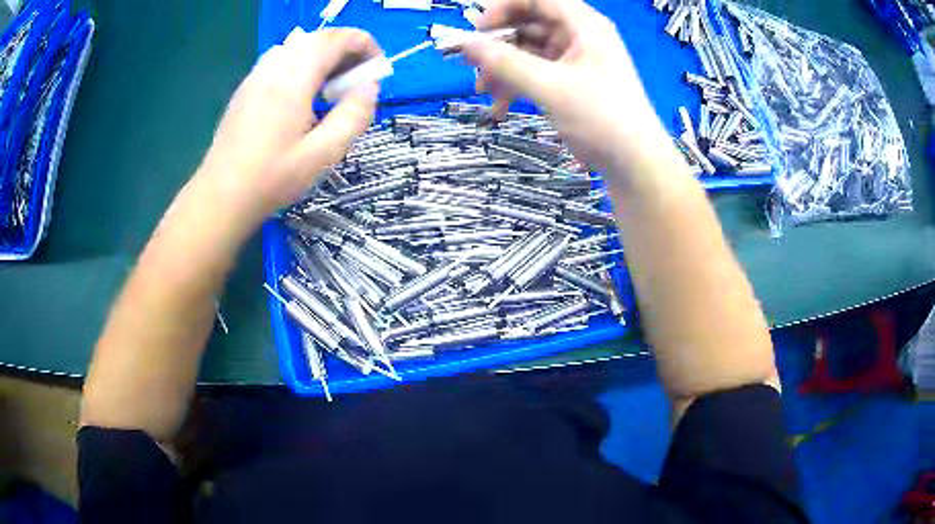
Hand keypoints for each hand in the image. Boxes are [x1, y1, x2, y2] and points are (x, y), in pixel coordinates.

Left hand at [199, 28, 380, 225]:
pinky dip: (302, 64)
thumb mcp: (322, 154)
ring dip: (323, 56)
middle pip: (317, 39)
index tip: (378, 66)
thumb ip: (353, 116)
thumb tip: (370, 86)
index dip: (363, 44)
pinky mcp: (246, 89)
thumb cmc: (271, 179)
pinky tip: (302, 96)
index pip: (335, 39)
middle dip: (346, 49)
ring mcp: (255, 77)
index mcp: (293, 79)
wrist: (220, 197)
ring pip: (297, 47)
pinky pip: (280, 60)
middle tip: (358, 79)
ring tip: (332, 87)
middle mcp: (273, 68)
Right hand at [463, 0, 669, 171]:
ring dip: (503, 69)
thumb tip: (465, 44)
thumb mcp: (550, 87)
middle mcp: (580, 36)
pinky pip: (537, 74)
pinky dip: (517, 86)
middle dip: (499, 44)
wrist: (635, 164)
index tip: (478, 29)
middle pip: (530, 24)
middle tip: (471, 63)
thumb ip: (505, 63)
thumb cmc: (601, 118)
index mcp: (584, 25)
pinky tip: (500, 108)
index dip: (505, 7)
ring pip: (530, 52)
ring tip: (483, 91)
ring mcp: (576, 60)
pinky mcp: (573, 83)